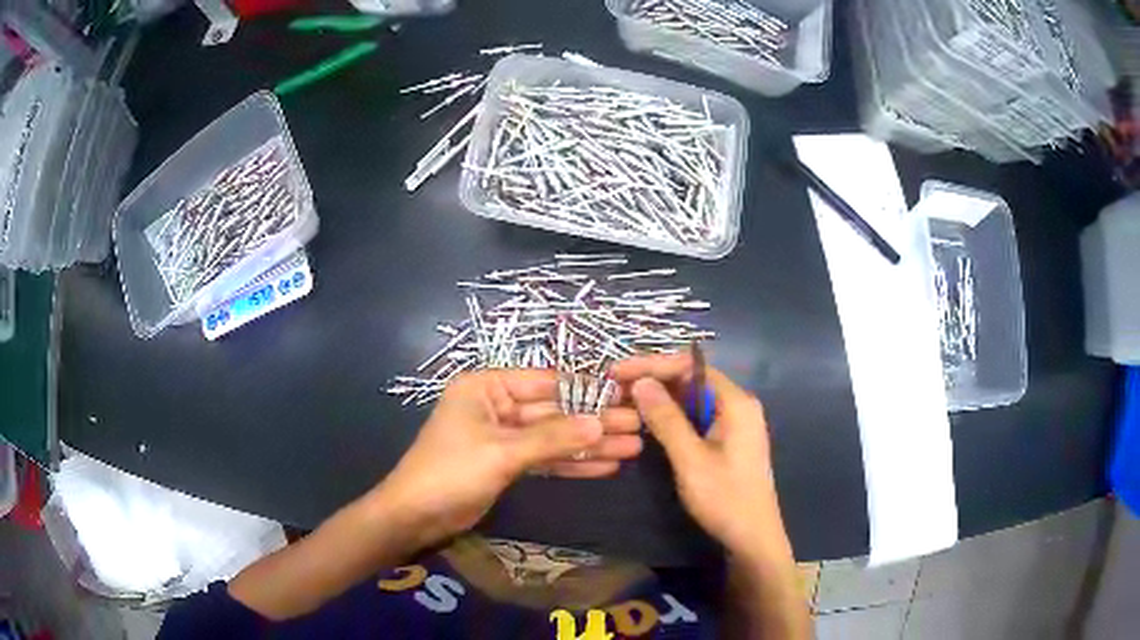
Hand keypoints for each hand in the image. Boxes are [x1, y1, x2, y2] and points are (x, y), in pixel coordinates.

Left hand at [371, 369, 642, 549]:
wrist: (416, 515)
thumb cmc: (451, 472)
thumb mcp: (502, 452)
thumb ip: (552, 438)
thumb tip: (601, 424)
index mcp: (487, 387)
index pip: (546, 382)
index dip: (587, 389)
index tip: (625, 395)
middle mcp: (497, 406)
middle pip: (555, 412)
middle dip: (595, 422)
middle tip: (639, 426)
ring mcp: (504, 436)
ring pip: (554, 438)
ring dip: (590, 445)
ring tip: (633, 448)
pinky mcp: (507, 464)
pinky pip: (546, 459)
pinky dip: (573, 464)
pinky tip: (606, 466)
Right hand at [612, 353, 789, 560]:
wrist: (753, 537)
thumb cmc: (725, 498)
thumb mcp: (691, 459)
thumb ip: (666, 419)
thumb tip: (640, 382)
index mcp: (735, 402)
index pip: (691, 366)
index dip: (653, 365)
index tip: (617, 372)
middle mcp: (737, 405)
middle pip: (691, 380)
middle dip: (653, 380)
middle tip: (614, 388)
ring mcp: (734, 423)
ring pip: (692, 400)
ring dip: (660, 399)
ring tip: (623, 403)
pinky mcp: (727, 440)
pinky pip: (696, 417)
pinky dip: (672, 417)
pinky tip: (647, 423)